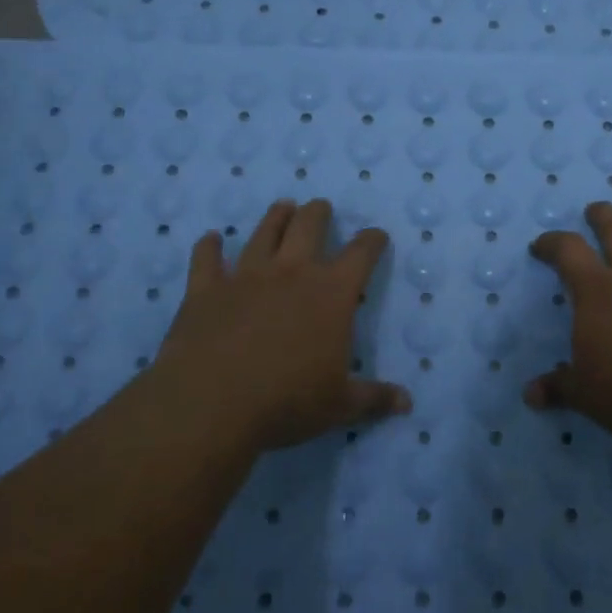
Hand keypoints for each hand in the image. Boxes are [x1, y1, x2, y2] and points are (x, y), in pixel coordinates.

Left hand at [150, 199, 411, 451]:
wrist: (211, 404)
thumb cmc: (286, 402)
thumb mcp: (339, 405)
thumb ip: (373, 398)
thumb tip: (406, 403)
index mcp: (331, 293)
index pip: (361, 253)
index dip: (372, 241)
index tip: (376, 236)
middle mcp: (291, 272)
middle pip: (308, 226)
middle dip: (318, 213)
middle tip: (320, 208)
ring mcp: (245, 276)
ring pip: (263, 232)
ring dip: (275, 217)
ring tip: (283, 207)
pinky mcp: (206, 289)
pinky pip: (206, 258)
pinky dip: (209, 246)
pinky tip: (211, 238)